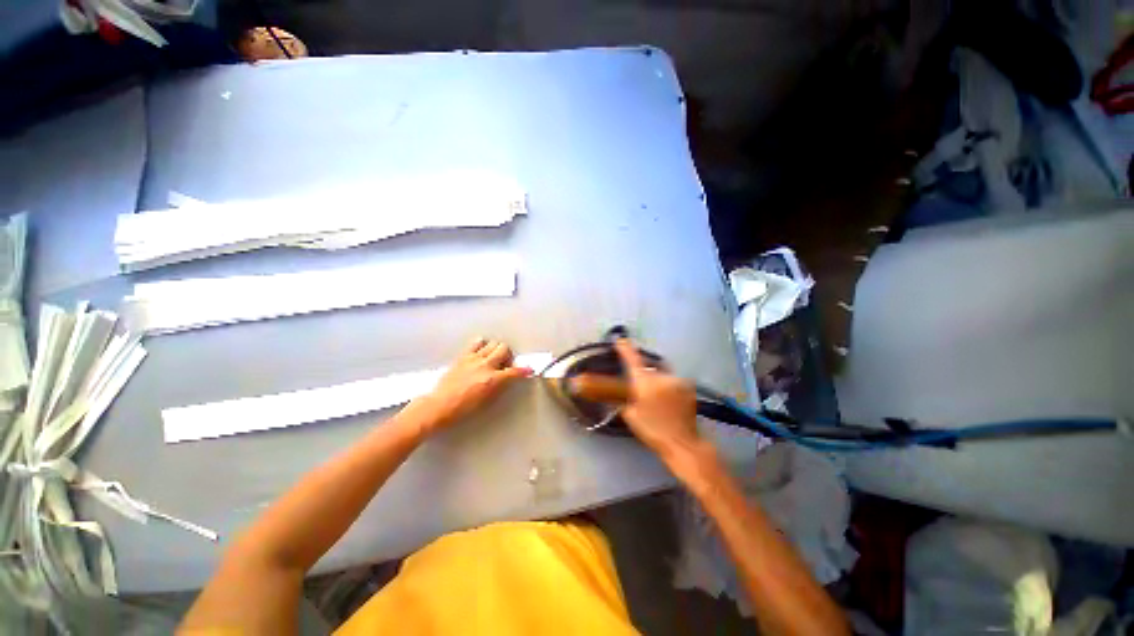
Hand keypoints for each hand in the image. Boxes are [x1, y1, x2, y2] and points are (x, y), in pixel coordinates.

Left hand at [408, 337, 531, 433]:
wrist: (439, 405)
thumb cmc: (464, 408)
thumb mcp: (487, 400)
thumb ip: (500, 386)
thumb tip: (508, 378)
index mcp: (493, 379)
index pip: (514, 371)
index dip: (524, 370)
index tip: (529, 370)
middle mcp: (485, 365)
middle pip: (504, 348)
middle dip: (508, 355)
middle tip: (505, 364)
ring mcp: (473, 358)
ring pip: (492, 343)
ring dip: (496, 350)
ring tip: (492, 359)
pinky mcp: (463, 356)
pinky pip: (477, 342)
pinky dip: (482, 345)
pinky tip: (481, 353)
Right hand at [614, 338, 704, 462]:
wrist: (682, 443)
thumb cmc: (652, 430)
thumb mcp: (631, 416)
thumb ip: (625, 401)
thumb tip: (623, 395)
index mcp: (644, 382)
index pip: (632, 360)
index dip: (625, 349)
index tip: (621, 340)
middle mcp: (661, 376)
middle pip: (649, 367)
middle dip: (644, 373)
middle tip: (641, 388)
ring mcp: (677, 381)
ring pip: (662, 374)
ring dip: (657, 381)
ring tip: (657, 398)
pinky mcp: (689, 388)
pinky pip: (673, 382)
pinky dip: (668, 387)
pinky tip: (669, 401)